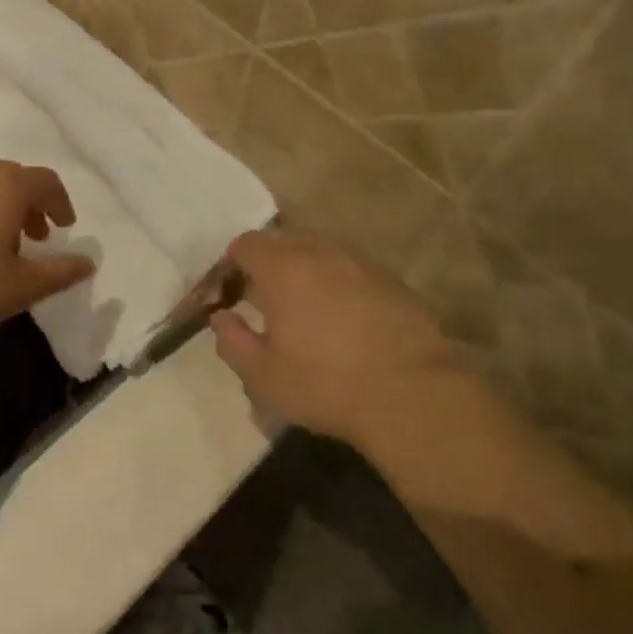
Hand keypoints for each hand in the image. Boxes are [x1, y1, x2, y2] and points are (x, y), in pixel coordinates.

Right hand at [210, 230, 463, 450]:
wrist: (411, 392)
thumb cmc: (325, 384)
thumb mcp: (263, 376)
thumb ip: (232, 341)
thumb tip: (222, 317)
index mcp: (283, 268)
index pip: (247, 244)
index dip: (232, 265)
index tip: (231, 293)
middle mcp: (321, 252)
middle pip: (285, 241)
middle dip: (269, 264)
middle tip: (265, 301)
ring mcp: (361, 262)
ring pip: (322, 252)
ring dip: (306, 271)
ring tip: (305, 310)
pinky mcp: (392, 279)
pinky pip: (352, 270)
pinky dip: (339, 284)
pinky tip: (345, 319)